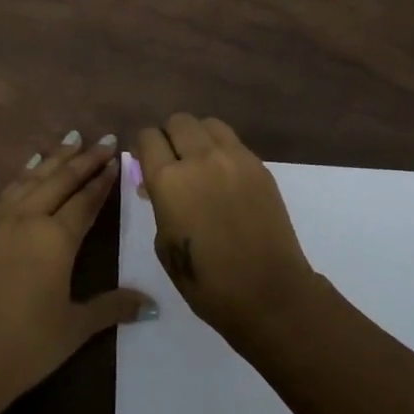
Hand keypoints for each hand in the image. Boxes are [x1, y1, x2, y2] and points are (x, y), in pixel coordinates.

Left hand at [0, 131, 153, 413]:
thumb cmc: (25, 346)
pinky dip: (22, 175)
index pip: (86, 200)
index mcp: (56, 238)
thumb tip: (153, 304)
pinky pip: (6, 192)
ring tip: (70, 140)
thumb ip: (113, 307)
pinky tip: (28, 168)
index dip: (103, 179)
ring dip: (53, 158)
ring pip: (31, 179)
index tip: (118, 157)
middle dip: (84, 159)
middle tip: (104, 139)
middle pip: (60, 180)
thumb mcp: (75, 328)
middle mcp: (27, 219)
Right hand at [133, 113, 318, 341]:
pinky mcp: (260, 166)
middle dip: (170, 137)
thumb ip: (159, 204)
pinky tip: (225, 177)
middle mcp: (200, 158)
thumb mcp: (164, 243)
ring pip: (209, 124)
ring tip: (201, 163)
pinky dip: (222, 150)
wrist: (267, 292)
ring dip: (198, 137)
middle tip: (173, 161)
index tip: (148, 163)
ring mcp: (234, 158)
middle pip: (179, 121)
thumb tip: (157, 185)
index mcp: (168, 180)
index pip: (148, 137)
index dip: (145, 148)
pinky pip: (234, 143)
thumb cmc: (206, 281)